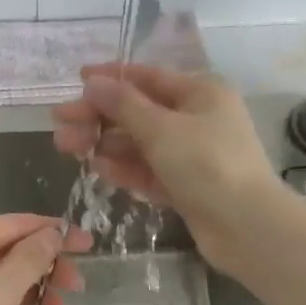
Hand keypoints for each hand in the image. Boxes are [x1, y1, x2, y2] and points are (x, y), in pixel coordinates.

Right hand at [51, 63, 279, 268]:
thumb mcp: (162, 129)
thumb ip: (123, 105)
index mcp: (200, 92)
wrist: (247, 227)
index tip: (76, 80)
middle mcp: (196, 118)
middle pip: (138, 111)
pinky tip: (96, 168)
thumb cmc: (207, 165)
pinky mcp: (186, 185)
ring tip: (66, 146)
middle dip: (98, 116)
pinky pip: (148, 170)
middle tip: (58, 122)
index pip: (147, 77)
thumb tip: (94, 83)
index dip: (110, 77)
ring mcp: (191, 154)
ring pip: (139, 143)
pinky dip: (124, 168)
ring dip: (104, 142)